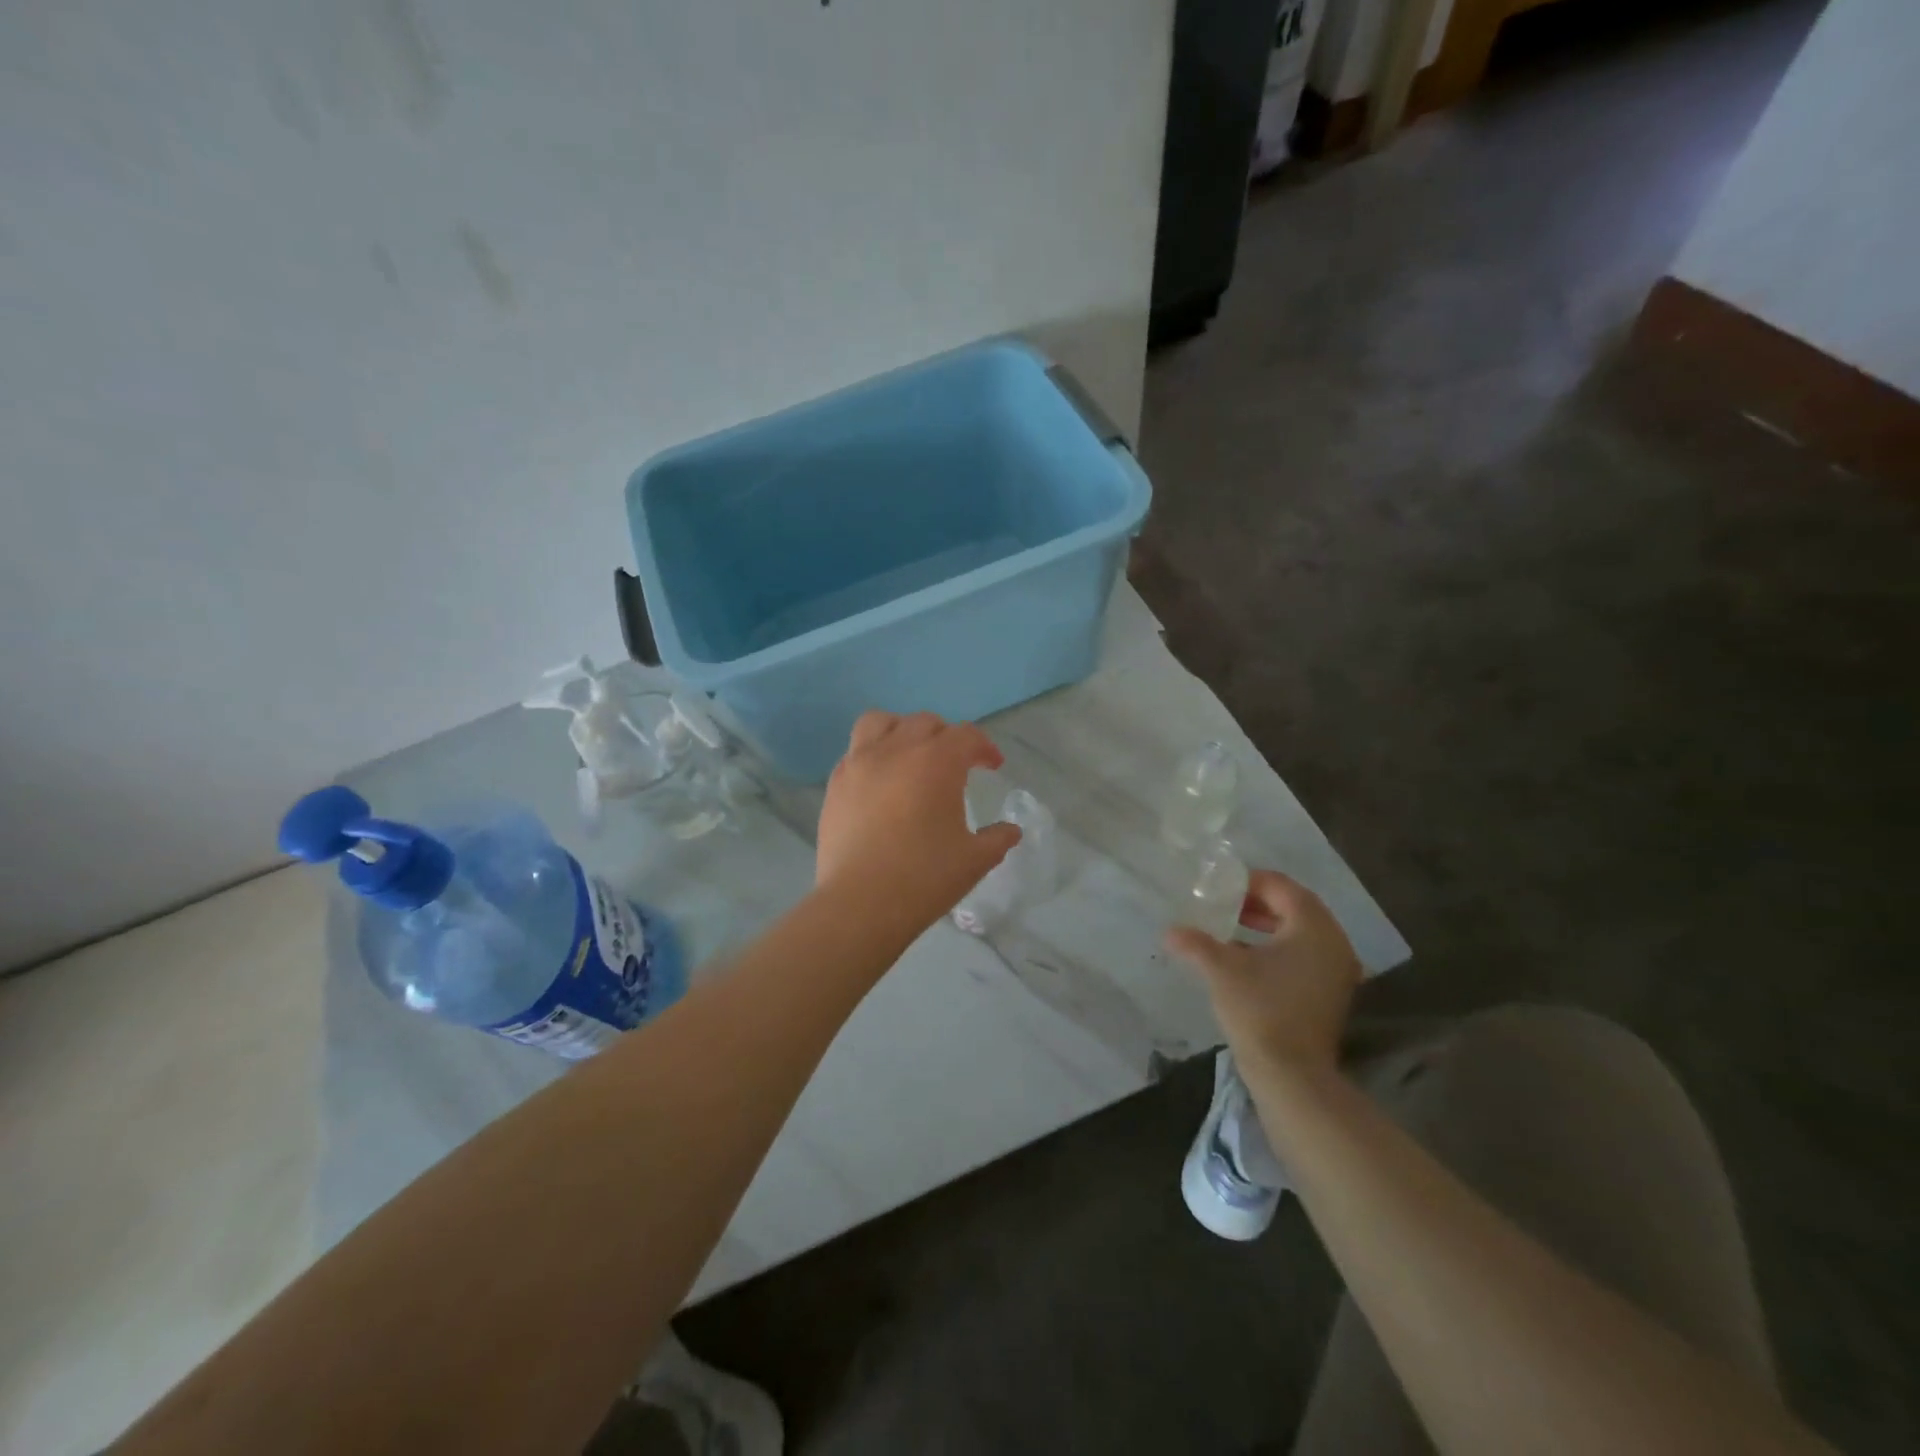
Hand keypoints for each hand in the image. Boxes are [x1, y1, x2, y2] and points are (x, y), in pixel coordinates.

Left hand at [816, 711, 1021, 931]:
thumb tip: (1010, 831)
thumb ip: (997, 839)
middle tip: (955, 764)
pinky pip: (855, 751)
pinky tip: (880, 784)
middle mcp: (897, 749)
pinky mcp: (835, 783)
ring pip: (880, 723)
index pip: (966, 736)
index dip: (984, 748)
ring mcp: (860, 763)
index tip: (992, 766)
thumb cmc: (925, 877)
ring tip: (909, 756)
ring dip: (901, 731)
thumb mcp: (974, 860)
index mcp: (937, 761)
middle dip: (946, 737)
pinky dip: (873, 755)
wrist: (860, 903)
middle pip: (925, 723)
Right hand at [1165, 870, 1361, 1082]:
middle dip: (1257, 902)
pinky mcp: (1333, 992)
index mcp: (1313, 927)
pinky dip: (1280, 946)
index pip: (1280, 886)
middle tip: (1224, 904)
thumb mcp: (1221, 970)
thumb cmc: (1260, 1010)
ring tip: (1232, 927)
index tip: (1218, 889)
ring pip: (1301, 931)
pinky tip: (1248, 957)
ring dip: (1268, 924)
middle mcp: (1334, 941)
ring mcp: (1338, 969)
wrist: (1292, 1075)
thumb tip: (1169, 931)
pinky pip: (1306, 953)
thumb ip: (1195, 943)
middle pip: (1294, 905)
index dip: (1247, 882)